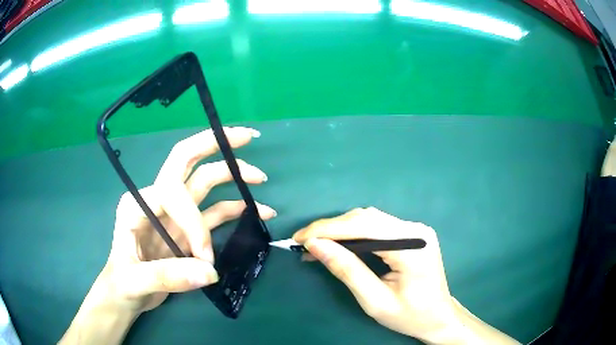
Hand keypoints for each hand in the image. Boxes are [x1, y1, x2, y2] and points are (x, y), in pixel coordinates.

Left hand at [61, 127, 276, 344]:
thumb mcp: (135, 281)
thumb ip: (168, 276)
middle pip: (186, 161)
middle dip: (213, 145)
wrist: (126, 294)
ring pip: (204, 182)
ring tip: (260, 178)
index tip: (204, 258)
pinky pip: (215, 211)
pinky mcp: (187, 229)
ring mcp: (175, 214)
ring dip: (232, 175)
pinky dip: (235, 208)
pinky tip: (256, 211)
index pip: (172, 193)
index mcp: (138, 204)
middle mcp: (157, 200)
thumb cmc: (122, 283)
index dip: (194, 224)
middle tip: (245, 136)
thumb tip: (210, 272)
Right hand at [293, 207, 518, 344]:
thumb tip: (315, 245)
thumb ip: (347, 270)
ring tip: (317, 244)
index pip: (363, 226)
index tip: (300, 238)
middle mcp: (415, 229)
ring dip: (340, 229)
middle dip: (331, 228)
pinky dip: (354, 234)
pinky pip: (376, 227)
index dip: (328, 229)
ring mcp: (415, 230)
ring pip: (369, 219)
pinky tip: (339, 244)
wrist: (439, 317)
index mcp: (412, 246)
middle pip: (366, 218)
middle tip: (304, 242)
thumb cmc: (410, 315)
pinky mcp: (411, 235)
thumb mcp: (375, 301)